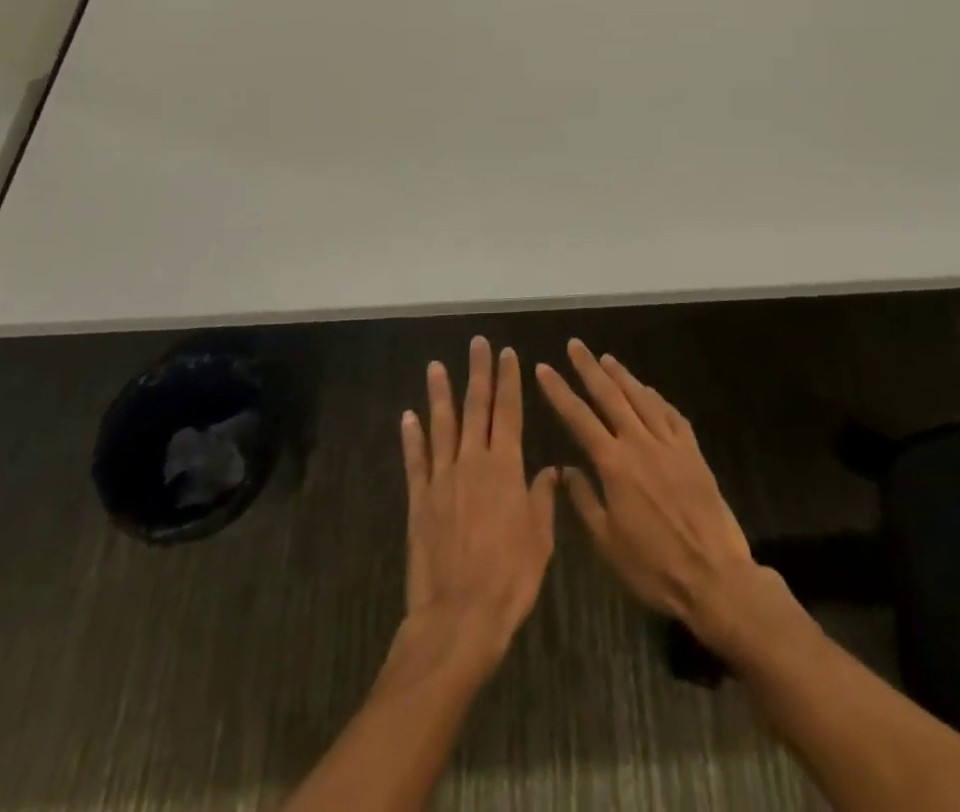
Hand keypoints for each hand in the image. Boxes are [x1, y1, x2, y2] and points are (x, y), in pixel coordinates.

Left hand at [399, 337, 558, 671]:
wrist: (459, 616)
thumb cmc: (510, 579)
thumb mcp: (540, 540)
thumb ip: (542, 499)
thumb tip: (550, 470)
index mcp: (505, 468)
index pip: (509, 412)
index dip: (508, 380)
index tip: (508, 353)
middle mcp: (472, 462)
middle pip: (475, 408)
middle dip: (478, 373)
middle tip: (477, 343)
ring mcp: (442, 479)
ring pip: (442, 426)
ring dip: (440, 394)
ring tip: (436, 366)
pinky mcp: (419, 500)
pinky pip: (415, 461)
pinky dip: (411, 436)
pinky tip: (408, 416)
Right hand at [535, 339, 761, 642]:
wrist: (715, 577)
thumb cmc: (654, 568)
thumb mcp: (607, 543)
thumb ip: (584, 501)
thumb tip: (566, 469)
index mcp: (614, 464)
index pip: (579, 417)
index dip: (559, 391)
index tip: (544, 368)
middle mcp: (640, 443)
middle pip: (610, 395)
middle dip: (589, 368)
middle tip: (575, 345)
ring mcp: (670, 444)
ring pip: (642, 398)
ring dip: (622, 375)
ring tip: (606, 358)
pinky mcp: (693, 452)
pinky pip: (672, 415)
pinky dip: (657, 398)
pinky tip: (649, 391)